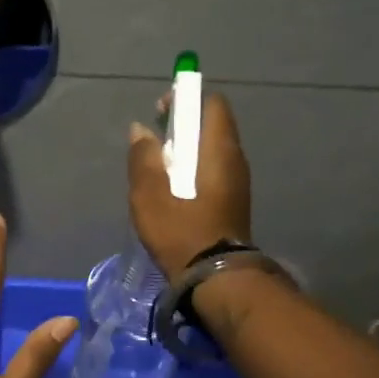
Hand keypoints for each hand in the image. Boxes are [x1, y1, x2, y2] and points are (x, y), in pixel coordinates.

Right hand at [127, 92, 252, 274]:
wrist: (214, 278)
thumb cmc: (181, 230)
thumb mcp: (150, 194)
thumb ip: (143, 157)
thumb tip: (141, 130)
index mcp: (219, 149)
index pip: (212, 104)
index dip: (186, 99)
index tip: (162, 112)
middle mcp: (235, 159)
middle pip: (211, 127)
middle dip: (183, 126)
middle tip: (154, 142)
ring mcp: (238, 183)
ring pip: (211, 151)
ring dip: (186, 152)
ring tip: (158, 168)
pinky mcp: (233, 203)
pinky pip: (213, 172)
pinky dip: (193, 170)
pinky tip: (172, 190)